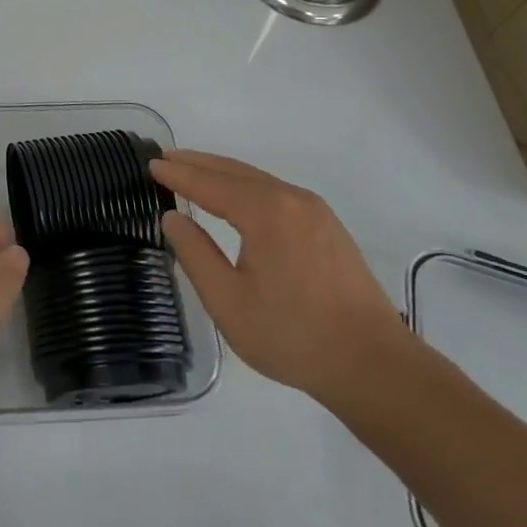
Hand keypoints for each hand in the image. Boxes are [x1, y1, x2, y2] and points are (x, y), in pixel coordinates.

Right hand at [151, 150, 408, 403]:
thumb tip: (173, 217)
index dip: (178, 174)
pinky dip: (247, 185)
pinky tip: (237, 197)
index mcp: (265, 211)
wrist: (375, 366)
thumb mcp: (228, 301)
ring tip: (194, 171)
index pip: (209, 183)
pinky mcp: (329, 227)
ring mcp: (315, 211)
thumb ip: (195, 254)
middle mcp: (291, 198)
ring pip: (258, 179)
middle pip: (234, 171)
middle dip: (198, 164)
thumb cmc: (293, 335)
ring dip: (222, 173)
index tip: (151, 164)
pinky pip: (276, 192)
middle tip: (166, 159)